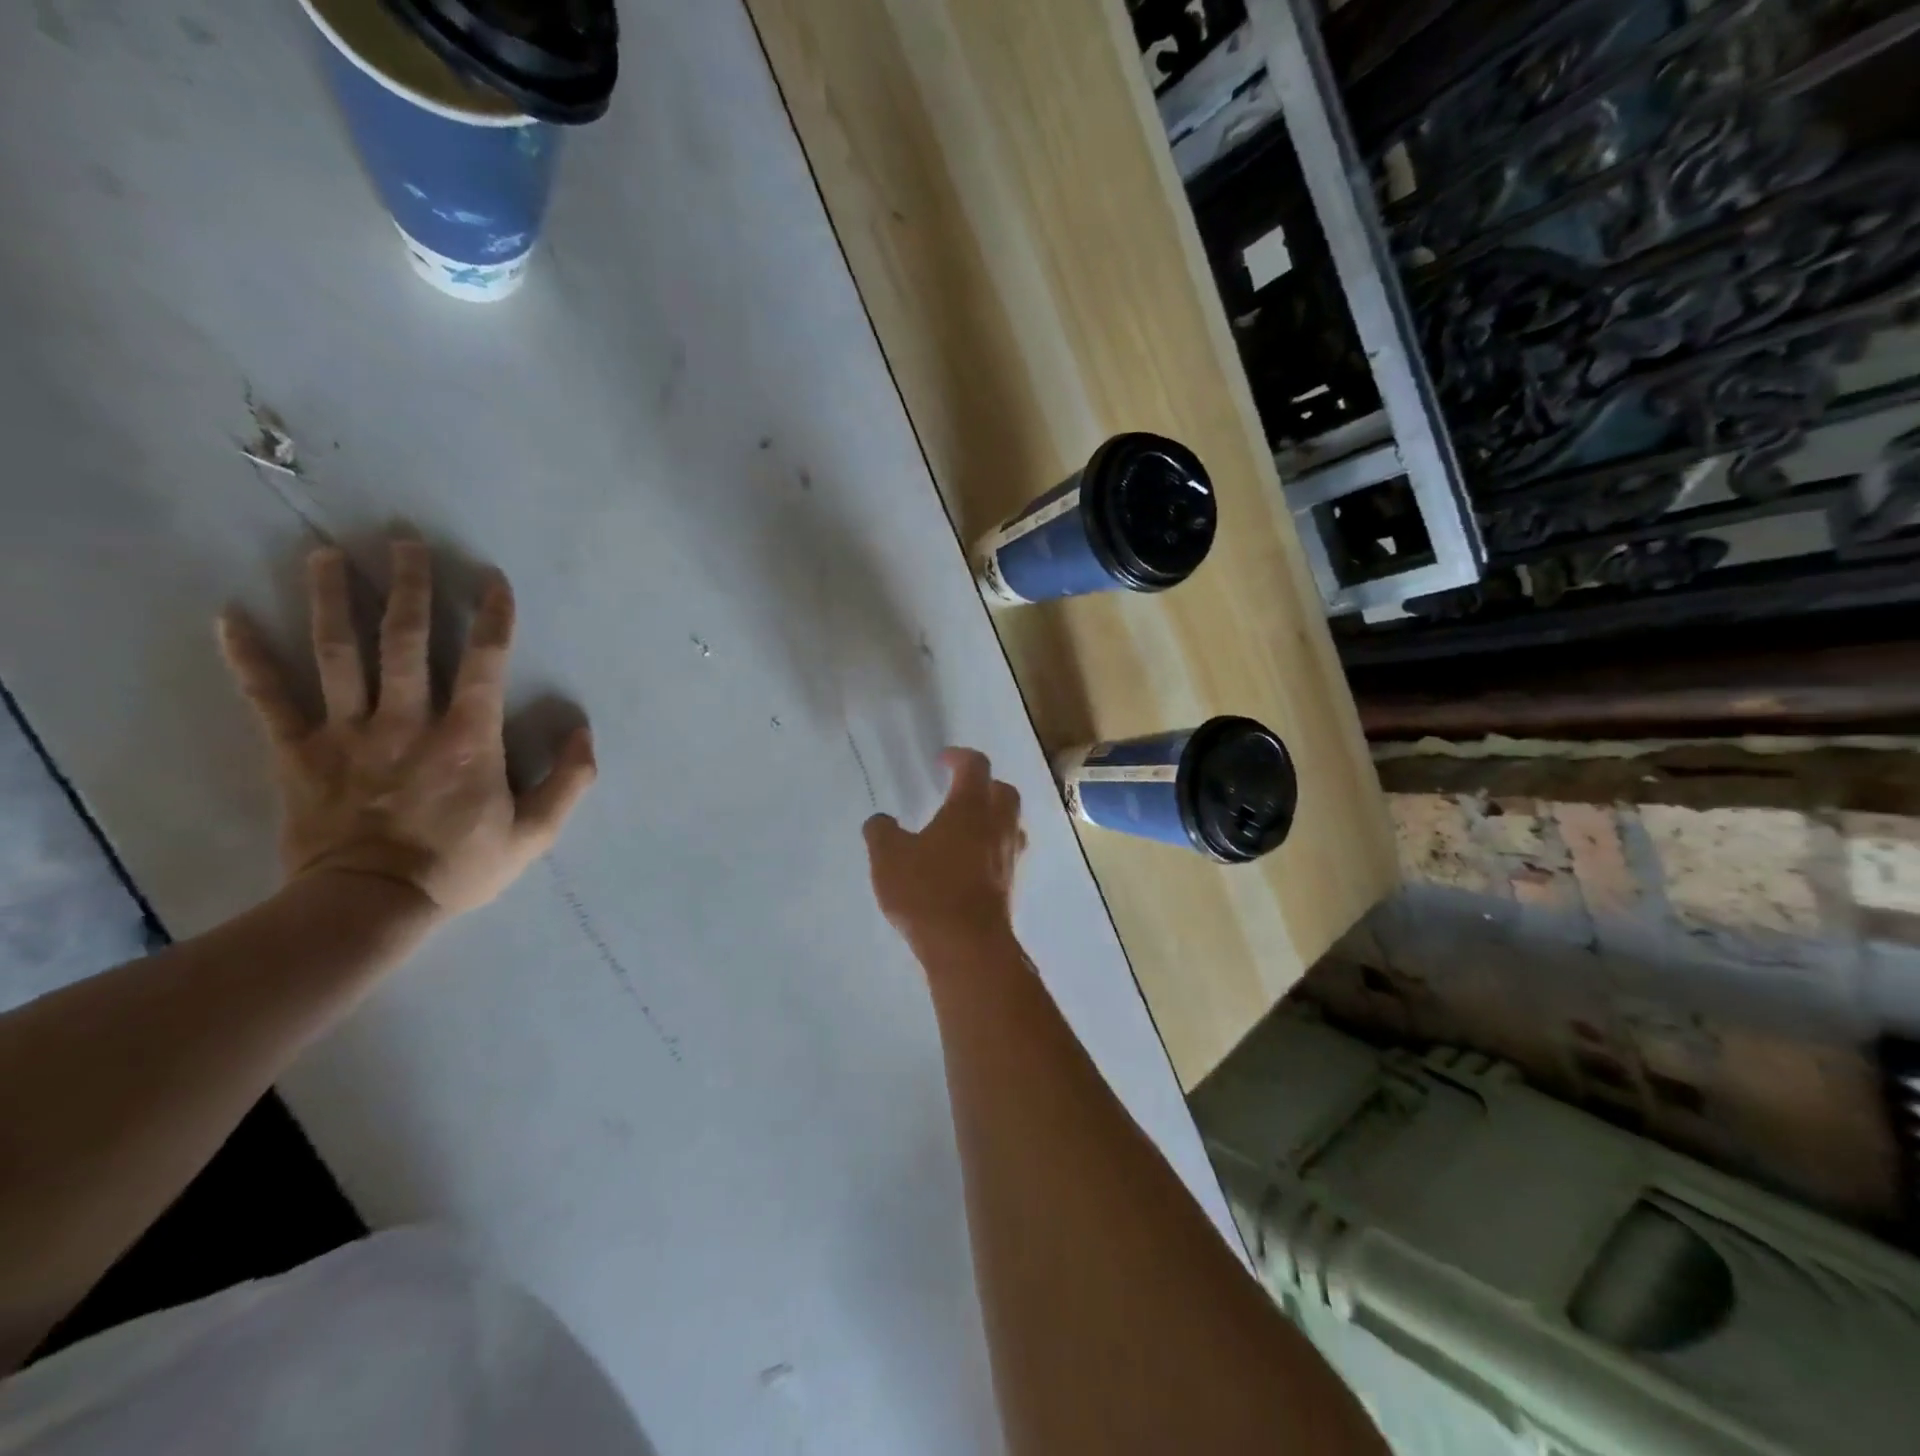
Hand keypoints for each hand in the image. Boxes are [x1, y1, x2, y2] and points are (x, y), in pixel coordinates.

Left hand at [217, 541, 596, 918]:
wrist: (372, 907)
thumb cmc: (462, 866)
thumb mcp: (537, 832)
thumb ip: (569, 779)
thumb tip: (582, 730)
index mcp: (467, 738)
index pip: (483, 662)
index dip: (491, 617)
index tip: (491, 578)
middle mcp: (408, 721)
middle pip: (406, 640)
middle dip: (409, 586)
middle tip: (405, 540)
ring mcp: (348, 733)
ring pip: (338, 653)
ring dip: (332, 600)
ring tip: (325, 554)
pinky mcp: (298, 753)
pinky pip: (269, 698)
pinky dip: (247, 657)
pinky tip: (227, 615)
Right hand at [863, 748, 1025, 953]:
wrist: (968, 946)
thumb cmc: (928, 891)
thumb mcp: (888, 858)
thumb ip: (881, 832)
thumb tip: (880, 821)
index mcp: (970, 807)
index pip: (975, 766)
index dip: (959, 757)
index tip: (943, 760)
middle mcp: (998, 825)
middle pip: (1003, 791)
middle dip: (984, 785)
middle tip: (959, 792)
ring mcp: (1010, 856)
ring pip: (1011, 823)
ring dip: (993, 817)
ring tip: (966, 828)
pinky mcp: (1012, 884)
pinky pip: (1007, 853)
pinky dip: (992, 848)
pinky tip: (969, 863)